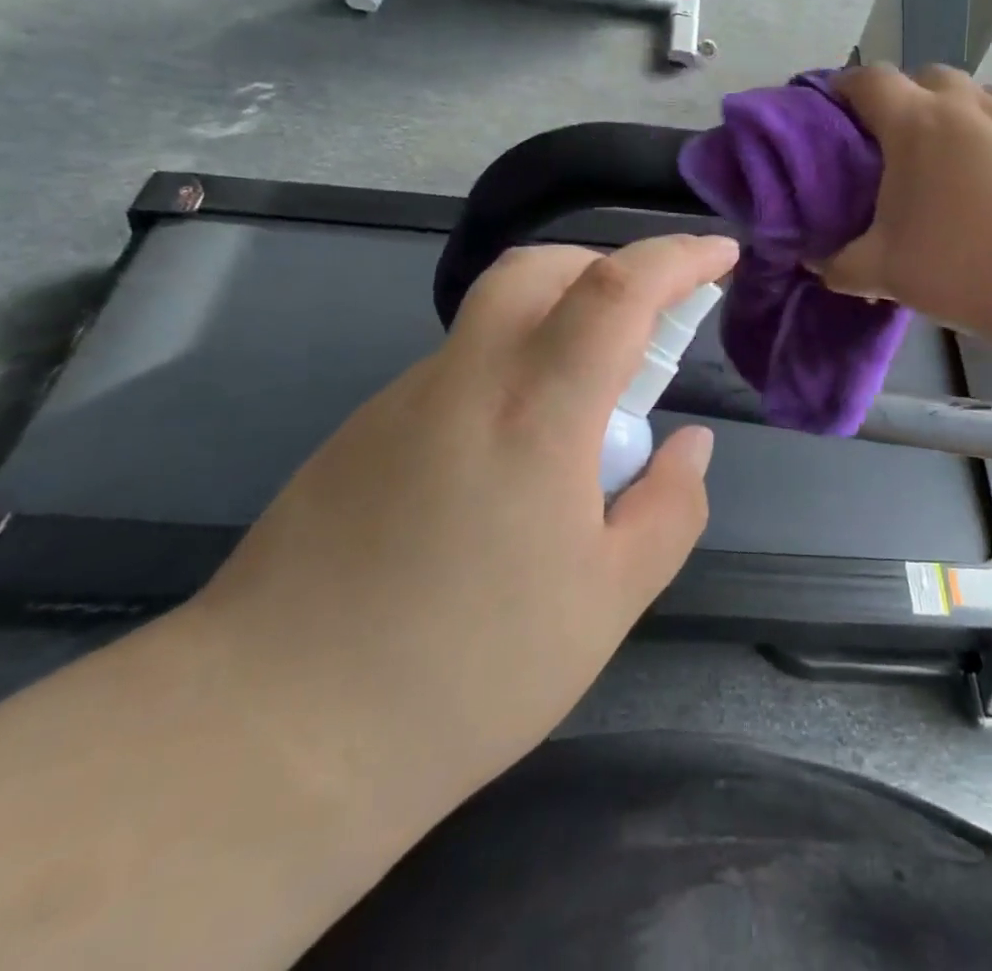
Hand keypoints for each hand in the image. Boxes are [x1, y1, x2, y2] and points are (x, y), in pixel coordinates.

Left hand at [193, 233, 739, 811]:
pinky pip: (456, 370)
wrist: (270, 735)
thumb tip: (690, 445)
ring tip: (582, 417)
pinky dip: (507, 375)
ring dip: (554, 327)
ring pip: (493, 318)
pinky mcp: (362, 432)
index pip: (618, 289)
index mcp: (537, 410)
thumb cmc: (465, 672)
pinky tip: (507, 468)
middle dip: (605, 269)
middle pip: (538, 268)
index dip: (678, 257)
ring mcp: (402, 399)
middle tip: (644, 326)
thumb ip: (668, 508)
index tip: (721, 255)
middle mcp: (466, 378)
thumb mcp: (607, 601)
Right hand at [822, 65, 991, 336]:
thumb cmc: (967, 268)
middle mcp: (968, 105)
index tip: (835, 108)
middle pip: (927, 76)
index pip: (869, 81)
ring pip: (978, 93)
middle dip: (906, 97)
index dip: (846, 87)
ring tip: (951, 157)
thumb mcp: (886, 274)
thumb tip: (815, 265)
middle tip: (895, 142)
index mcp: (916, 124)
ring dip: (956, 112)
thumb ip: (840, 266)